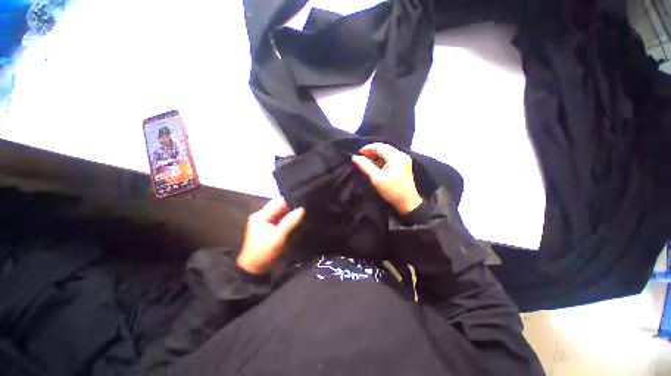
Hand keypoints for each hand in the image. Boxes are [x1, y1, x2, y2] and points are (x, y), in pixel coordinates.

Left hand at [237, 199, 305, 274]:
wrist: (254, 271)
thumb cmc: (264, 253)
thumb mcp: (278, 237)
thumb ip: (290, 221)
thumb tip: (303, 208)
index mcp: (261, 215)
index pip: (278, 202)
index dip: (292, 200)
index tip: (305, 201)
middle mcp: (263, 216)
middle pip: (280, 207)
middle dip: (293, 207)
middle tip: (307, 207)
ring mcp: (266, 222)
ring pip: (282, 213)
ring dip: (292, 213)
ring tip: (306, 212)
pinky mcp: (271, 229)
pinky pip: (282, 220)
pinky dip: (290, 220)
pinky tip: (299, 220)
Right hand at [351, 143, 422, 213]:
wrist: (407, 202)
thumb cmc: (392, 190)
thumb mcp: (376, 178)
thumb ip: (365, 166)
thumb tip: (355, 157)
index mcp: (396, 156)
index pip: (380, 146)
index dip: (368, 148)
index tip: (358, 153)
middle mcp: (401, 155)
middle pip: (384, 148)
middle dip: (372, 151)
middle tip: (361, 156)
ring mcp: (404, 160)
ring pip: (387, 152)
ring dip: (376, 155)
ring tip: (367, 160)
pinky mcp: (403, 165)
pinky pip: (391, 157)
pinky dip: (382, 159)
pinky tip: (376, 164)